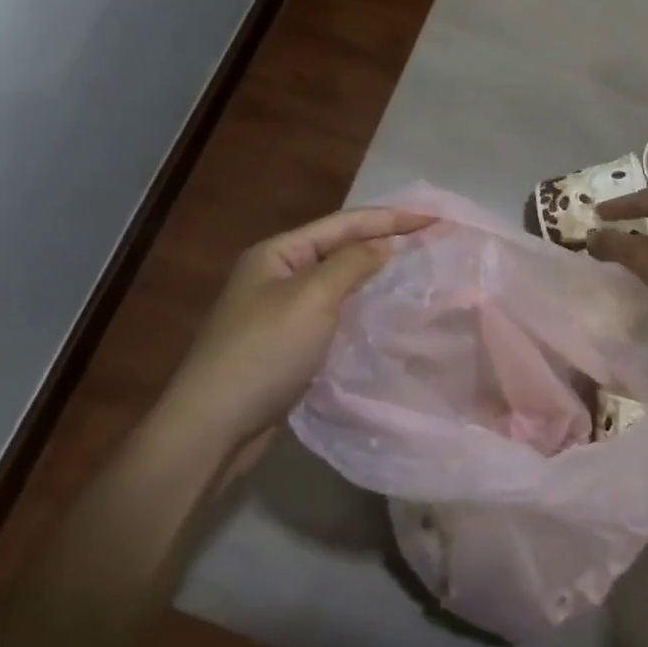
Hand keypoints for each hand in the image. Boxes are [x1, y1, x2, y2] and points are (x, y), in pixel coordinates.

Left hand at [164, 206, 435, 449]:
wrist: (212, 428)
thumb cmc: (264, 351)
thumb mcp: (312, 298)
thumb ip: (352, 263)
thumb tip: (383, 245)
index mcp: (277, 253)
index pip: (344, 223)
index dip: (391, 218)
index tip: (435, 218)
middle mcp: (277, 275)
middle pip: (339, 248)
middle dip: (383, 242)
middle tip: (429, 241)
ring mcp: (279, 312)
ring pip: (336, 283)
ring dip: (373, 276)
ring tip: (415, 272)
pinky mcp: (286, 346)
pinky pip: (332, 315)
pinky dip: (359, 309)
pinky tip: (384, 315)